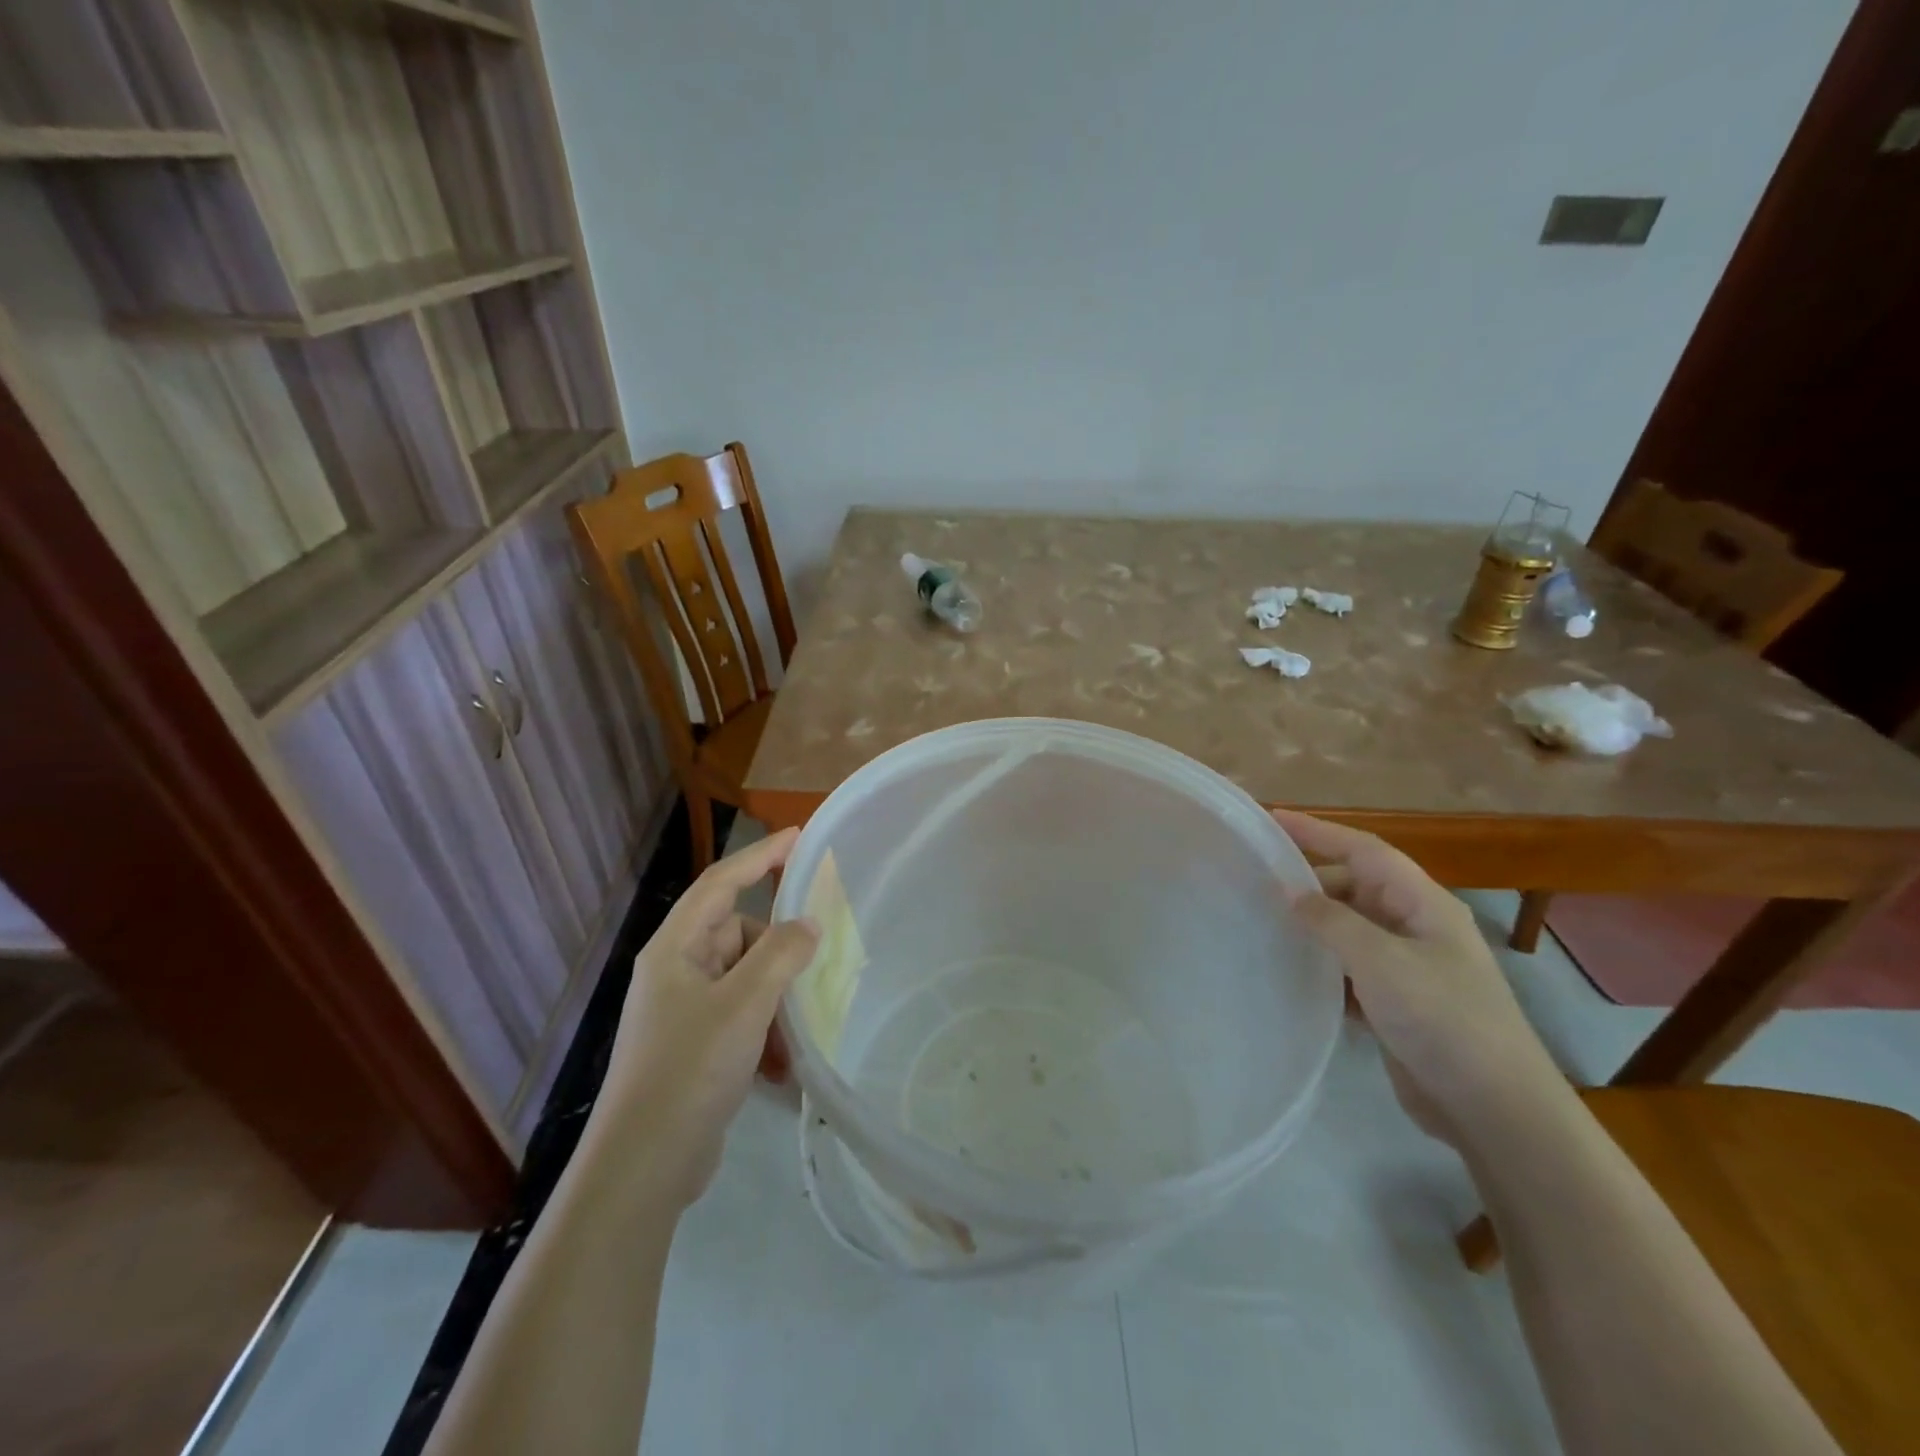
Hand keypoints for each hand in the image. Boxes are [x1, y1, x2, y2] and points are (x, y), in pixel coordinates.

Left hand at [589, 829, 819, 1211]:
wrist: (645, 1166)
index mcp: (676, 949)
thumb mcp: (744, 1004)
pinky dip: (765, 1031)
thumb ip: (781, 955)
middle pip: (738, 933)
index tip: (800, 836)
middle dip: (777, 947)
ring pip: (745, 978)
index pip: (721, 883)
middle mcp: (677, 972)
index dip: (761, 855)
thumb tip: (808, 924)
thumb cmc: (690, 1070)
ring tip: (799, 1026)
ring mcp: (685, 1011)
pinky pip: (742, 1016)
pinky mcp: (696, 1046)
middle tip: (817, 957)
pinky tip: (783, 1065)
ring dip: (776, 998)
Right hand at [1273, 810, 1568, 1142]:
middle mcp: (1416, 927)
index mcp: (1423, 904)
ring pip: (1348, 930)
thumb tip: (1290, 894)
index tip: (1272, 819)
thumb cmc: (1443, 1019)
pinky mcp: (1396, 1003)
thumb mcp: (1381, 961)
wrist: (1495, 1110)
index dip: (1318, 831)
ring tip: (1261, 923)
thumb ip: (1331, 921)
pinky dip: (1320, 965)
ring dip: (1311, 926)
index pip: (1365, 851)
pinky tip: (1288, 972)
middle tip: (1256, 882)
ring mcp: (1407, 967)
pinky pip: (1348, 969)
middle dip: (1308, 882)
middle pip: (1354, 887)